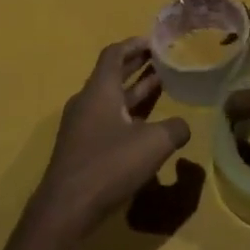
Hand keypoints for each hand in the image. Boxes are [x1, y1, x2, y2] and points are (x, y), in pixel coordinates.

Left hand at [30, 39, 191, 238]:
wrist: (67, 208)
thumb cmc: (109, 165)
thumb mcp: (154, 143)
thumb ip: (175, 129)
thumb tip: (183, 126)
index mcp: (100, 90)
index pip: (114, 54)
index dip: (134, 44)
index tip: (154, 41)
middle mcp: (86, 102)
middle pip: (111, 74)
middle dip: (137, 65)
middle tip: (162, 60)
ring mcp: (80, 126)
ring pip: (110, 99)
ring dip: (134, 91)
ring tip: (160, 86)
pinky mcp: (81, 148)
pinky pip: (106, 119)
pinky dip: (127, 114)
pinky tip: (145, 125)